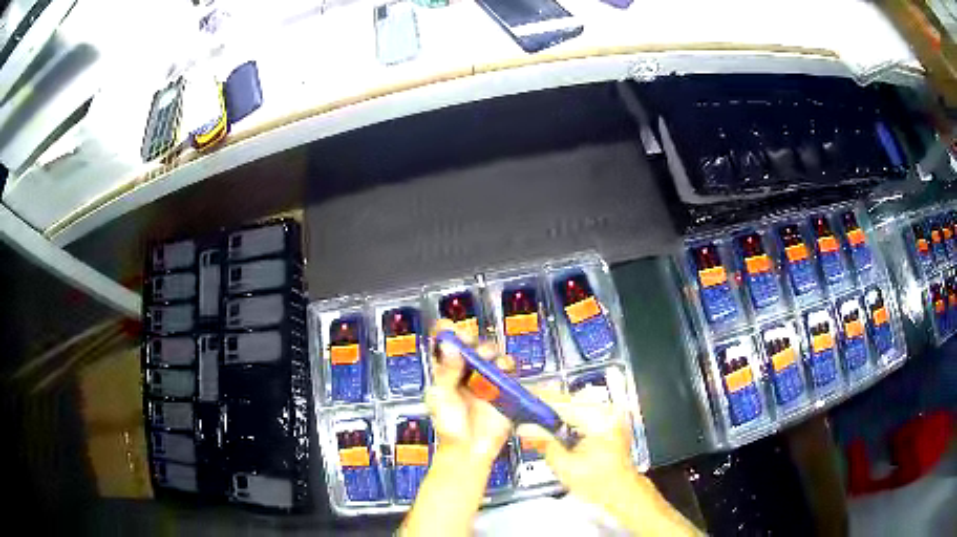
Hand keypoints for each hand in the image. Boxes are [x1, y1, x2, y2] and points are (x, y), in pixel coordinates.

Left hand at [425, 319, 513, 466]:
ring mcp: (485, 378)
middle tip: (467, 339)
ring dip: (488, 350)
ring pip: (491, 353)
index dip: (446, 333)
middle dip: (469, 338)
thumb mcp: (441, 397)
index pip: (445, 344)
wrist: (469, 450)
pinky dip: (507, 365)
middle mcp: (465, 371)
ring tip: (485, 358)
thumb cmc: (449, 427)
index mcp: (445, 372)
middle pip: (470, 344)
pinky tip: (501, 369)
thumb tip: (449, 346)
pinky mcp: (502, 387)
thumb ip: (447, 371)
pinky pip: (509, 369)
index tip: (447, 326)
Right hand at [517, 378, 700, 535]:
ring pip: (573, 406)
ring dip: (553, 412)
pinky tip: (551, 426)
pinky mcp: (608, 421)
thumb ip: (544, 442)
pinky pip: (581, 413)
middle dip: (544, 406)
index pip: (562, 403)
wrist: (622, 491)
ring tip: (532, 419)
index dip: (538, 400)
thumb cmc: (597, 483)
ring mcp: (609, 414)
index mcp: (598, 419)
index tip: (517, 397)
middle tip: (520, 411)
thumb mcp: (565, 466)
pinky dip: (565, 418)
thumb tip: (523, 426)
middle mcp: (606, 411)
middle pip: (567, 401)